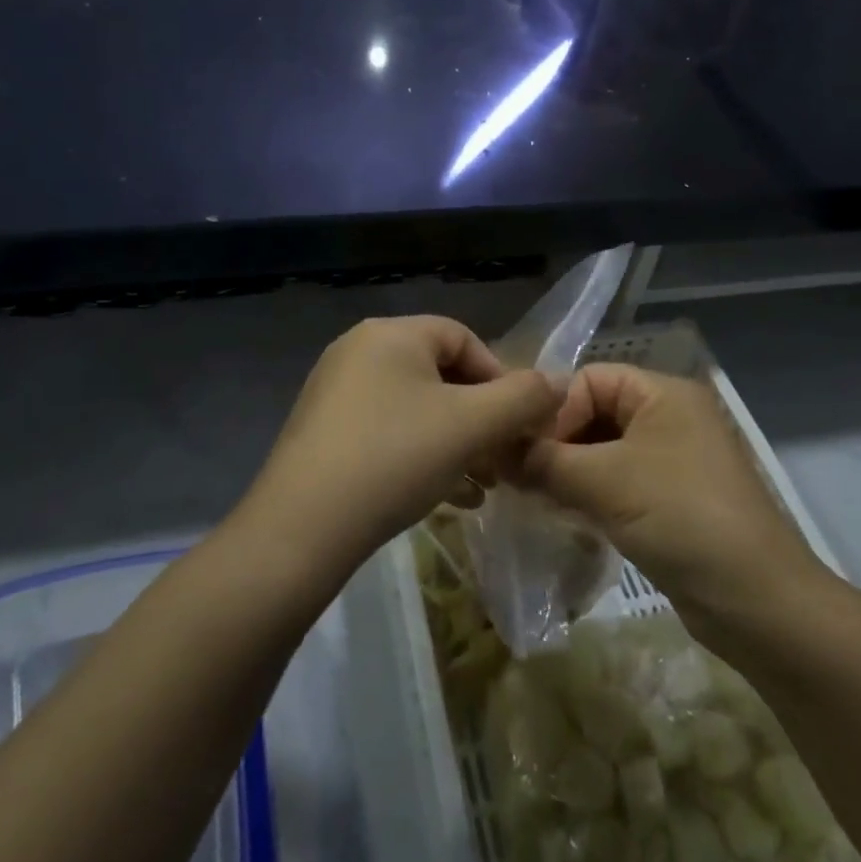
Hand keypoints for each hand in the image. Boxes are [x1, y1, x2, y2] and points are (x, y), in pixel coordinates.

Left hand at [241, 316, 564, 576]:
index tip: (519, 423)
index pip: (463, 338)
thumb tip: (559, 383)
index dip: (501, 377)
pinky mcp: (323, 432)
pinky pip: (387, 432)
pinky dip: (421, 455)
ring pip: (415, 409)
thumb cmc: (394, 458)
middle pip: (439, 375)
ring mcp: (335, 392)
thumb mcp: (471, 425)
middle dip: (480, 417)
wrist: (301, 527)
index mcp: (391, 334)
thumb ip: (523, 398)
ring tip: (481, 484)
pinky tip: (444, 497)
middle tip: (503, 459)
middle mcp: (358, 351)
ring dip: (456, 442)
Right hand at [522, 364, 826, 632]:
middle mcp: (668, 417)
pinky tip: (561, 514)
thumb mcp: (606, 482)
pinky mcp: (669, 500)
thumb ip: (545, 460)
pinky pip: (616, 482)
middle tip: (517, 476)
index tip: (523, 452)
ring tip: (532, 496)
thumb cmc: (682, 519)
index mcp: (662, 393)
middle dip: (555, 442)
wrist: (758, 603)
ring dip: (566, 470)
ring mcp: (670, 461)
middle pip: (594, 413)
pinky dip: (587, 493)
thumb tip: (497, 449)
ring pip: (602, 451)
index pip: (589, 379)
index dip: (553, 410)